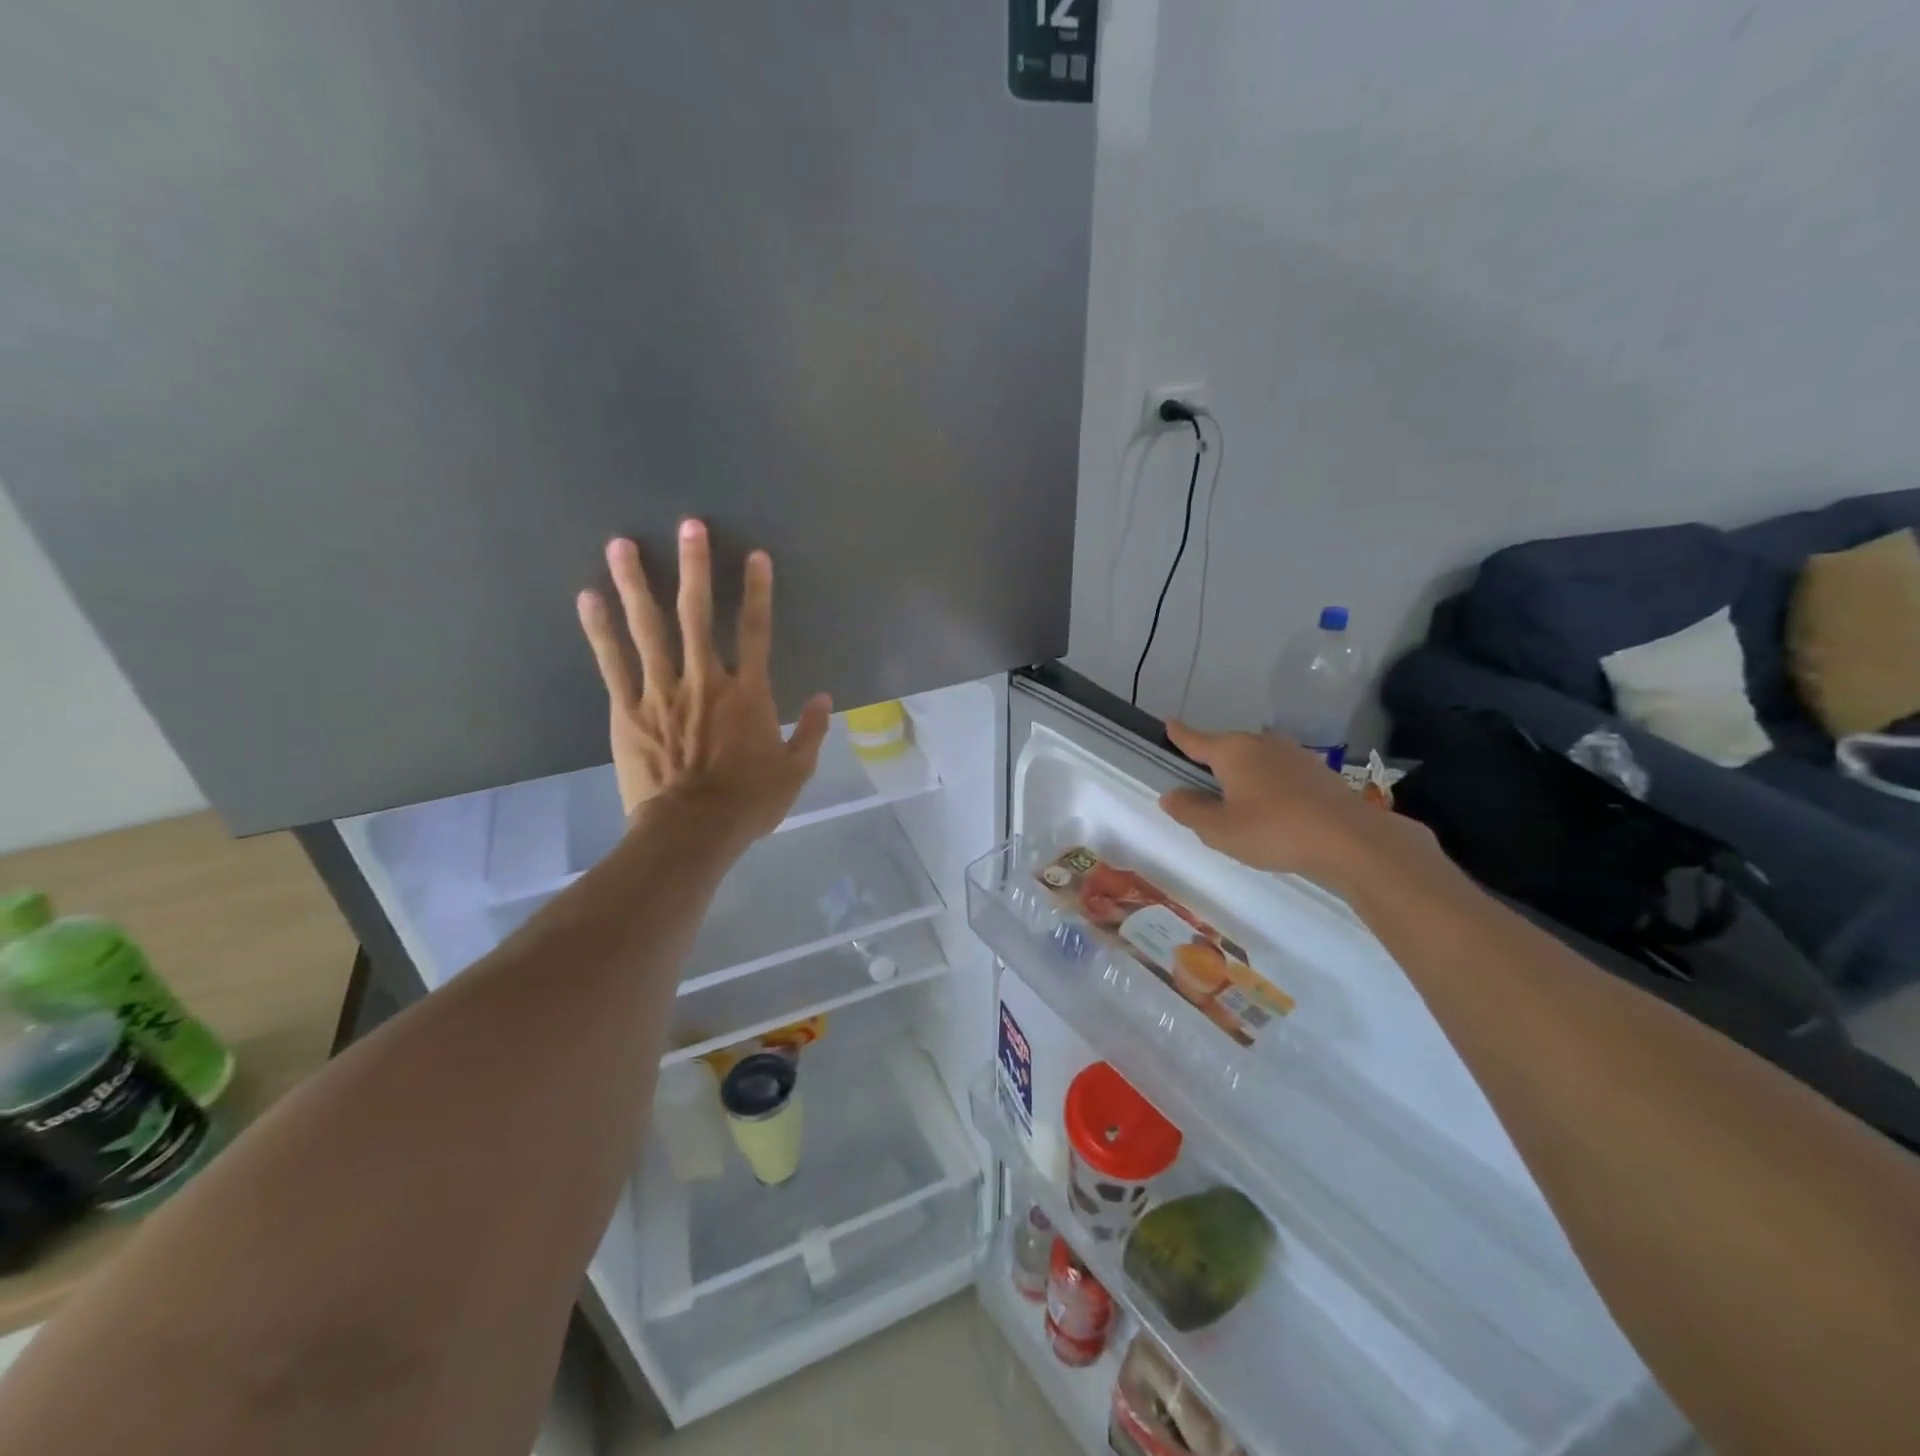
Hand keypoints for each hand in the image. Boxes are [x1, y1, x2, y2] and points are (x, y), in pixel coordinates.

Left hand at [576, 520, 830, 841]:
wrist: (690, 832)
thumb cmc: (747, 803)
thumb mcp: (794, 771)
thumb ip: (810, 731)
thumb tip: (823, 697)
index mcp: (747, 694)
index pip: (756, 631)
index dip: (758, 592)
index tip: (755, 556)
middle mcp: (704, 680)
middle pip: (698, 614)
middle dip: (695, 567)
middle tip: (688, 525)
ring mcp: (661, 691)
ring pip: (648, 628)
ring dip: (636, 584)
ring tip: (621, 544)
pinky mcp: (627, 709)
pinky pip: (613, 662)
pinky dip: (600, 629)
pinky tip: (588, 597)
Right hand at [1158, 722, 1441, 894]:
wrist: (1350, 840)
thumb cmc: (1274, 830)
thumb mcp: (1219, 829)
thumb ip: (1190, 810)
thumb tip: (1171, 794)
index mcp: (1232, 751)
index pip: (1195, 739)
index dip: (1179, 734)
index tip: (1167, 723)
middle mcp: (1261, 743)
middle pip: (1227, 749)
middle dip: (1213, 764)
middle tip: (1203, 792)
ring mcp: (1293, 754)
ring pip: (1256, 761)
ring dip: (1244, 777)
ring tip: (1240, 806)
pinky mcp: (1317, 772)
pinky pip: (1279, 773)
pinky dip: (1269, 786)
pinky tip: (1274, 811)